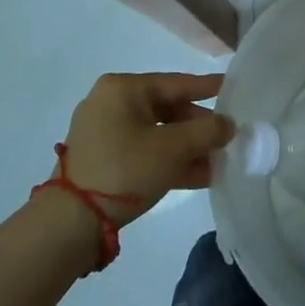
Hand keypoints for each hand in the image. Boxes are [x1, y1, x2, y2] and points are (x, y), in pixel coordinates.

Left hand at [57, 73, 234, 225]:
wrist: (70, 222)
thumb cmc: (125, 169)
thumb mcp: (174, 149)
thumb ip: (208, 132)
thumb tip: (228, 125)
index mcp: (124, 88)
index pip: (177, 83)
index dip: (209, 88)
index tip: (234, 88)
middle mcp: (111, 102)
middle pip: (168, 109)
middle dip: (199, 129)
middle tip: (227, 139)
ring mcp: (103, 131)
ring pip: (157, 133)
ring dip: (187, 149)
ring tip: (218, 163)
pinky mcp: (101, 158)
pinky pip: (143, 150)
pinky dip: (168, 160)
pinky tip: (198, 176)